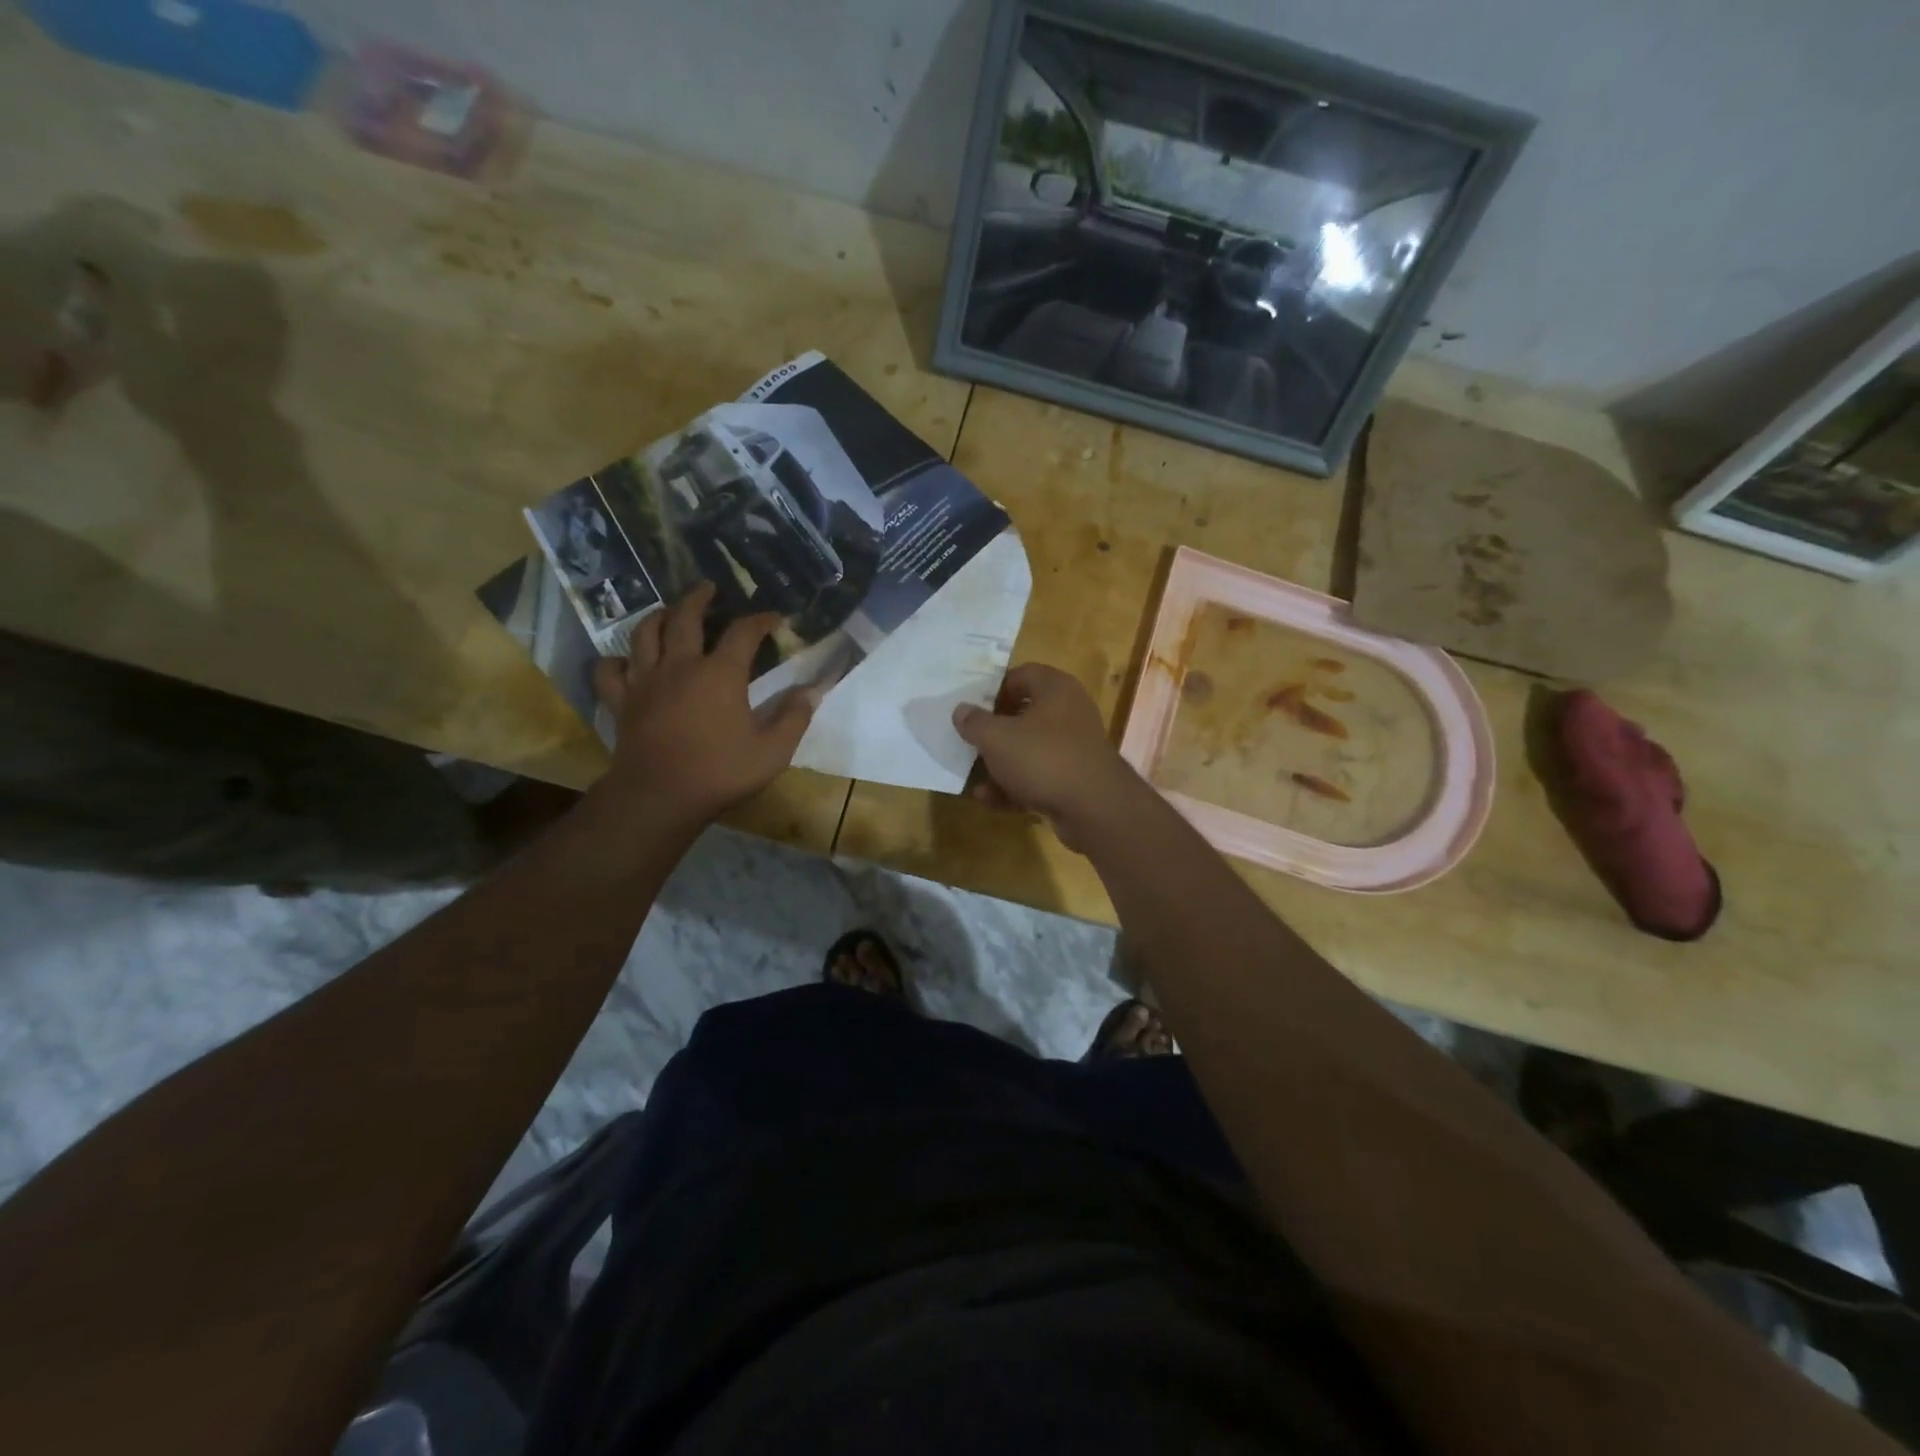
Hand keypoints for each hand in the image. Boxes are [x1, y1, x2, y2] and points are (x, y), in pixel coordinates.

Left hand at [589, 582, 816, 830]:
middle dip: (699, 598)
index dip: (760, 620)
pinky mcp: (621, 702)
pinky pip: (609, 671)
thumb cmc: (721, 772)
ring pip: (644, 634)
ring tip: (667, 612)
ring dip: (657, 616)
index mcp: (720, 673)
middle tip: (708, 588)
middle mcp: (680, 665)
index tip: (774, 618)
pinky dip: (614, 661)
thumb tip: (812, 691)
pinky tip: (624, 661)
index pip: (743, 632)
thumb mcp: (772, 751)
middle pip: (685, 617)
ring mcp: (645, 681)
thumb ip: (794, 717)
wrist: (660, 796)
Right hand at [951, 663, 1147, 851]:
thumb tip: (961, 710)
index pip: (1022, 675)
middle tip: (969, 742)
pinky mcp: (1074, 780)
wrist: (1094, 808)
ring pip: (1029, 750)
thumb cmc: (1042, 757)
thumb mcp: (997, 737)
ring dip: (1000, 765)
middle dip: (994, 732)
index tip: (973, 708)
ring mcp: (1073, 748)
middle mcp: (1069, 713)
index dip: (995, 689)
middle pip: (1024, 715)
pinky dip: (1015, 787)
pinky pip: (1038, 777)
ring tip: (974, 777)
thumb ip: (974, 722)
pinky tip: (989, 800)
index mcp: (1055, 689)